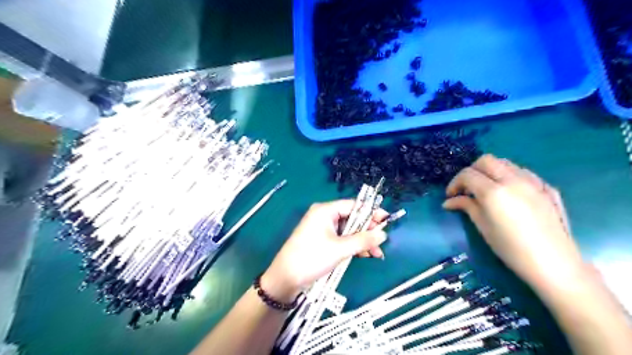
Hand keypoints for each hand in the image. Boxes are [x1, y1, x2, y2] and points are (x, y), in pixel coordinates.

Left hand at [260, 201, 387, 299]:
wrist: (286, 278)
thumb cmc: (312, 258)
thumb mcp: (340, 249)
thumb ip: (363, 240)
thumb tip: (383, 234)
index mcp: (325, 210)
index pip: (353, 206)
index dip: (371, 213)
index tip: (387, 221)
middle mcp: (324, 215)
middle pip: (352, 218)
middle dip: (367, 231)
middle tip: (382, 241)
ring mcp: (322, 228)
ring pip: (348, 230)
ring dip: (362, 240)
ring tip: (376, 253)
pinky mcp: (322, 240)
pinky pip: (341, 238)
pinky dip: (352, 246)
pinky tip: (364, 255)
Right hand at [440, 154, 584, 290]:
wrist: (555, 264)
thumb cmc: (511, 249)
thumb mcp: (483, 227)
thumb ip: (466, 206)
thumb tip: (449, 201)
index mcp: (494, 192)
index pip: (467, 174)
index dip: (455, 183)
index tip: (451, 196)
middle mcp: (513, 180)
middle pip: (486, 160)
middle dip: (472, 171)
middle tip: (467, 188)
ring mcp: (533, 181)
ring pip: (505, 163)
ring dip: (491, 171)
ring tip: (487, 189)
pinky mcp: (547, 187)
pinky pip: (523, 172)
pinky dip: (509, 176)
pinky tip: (509, 193)